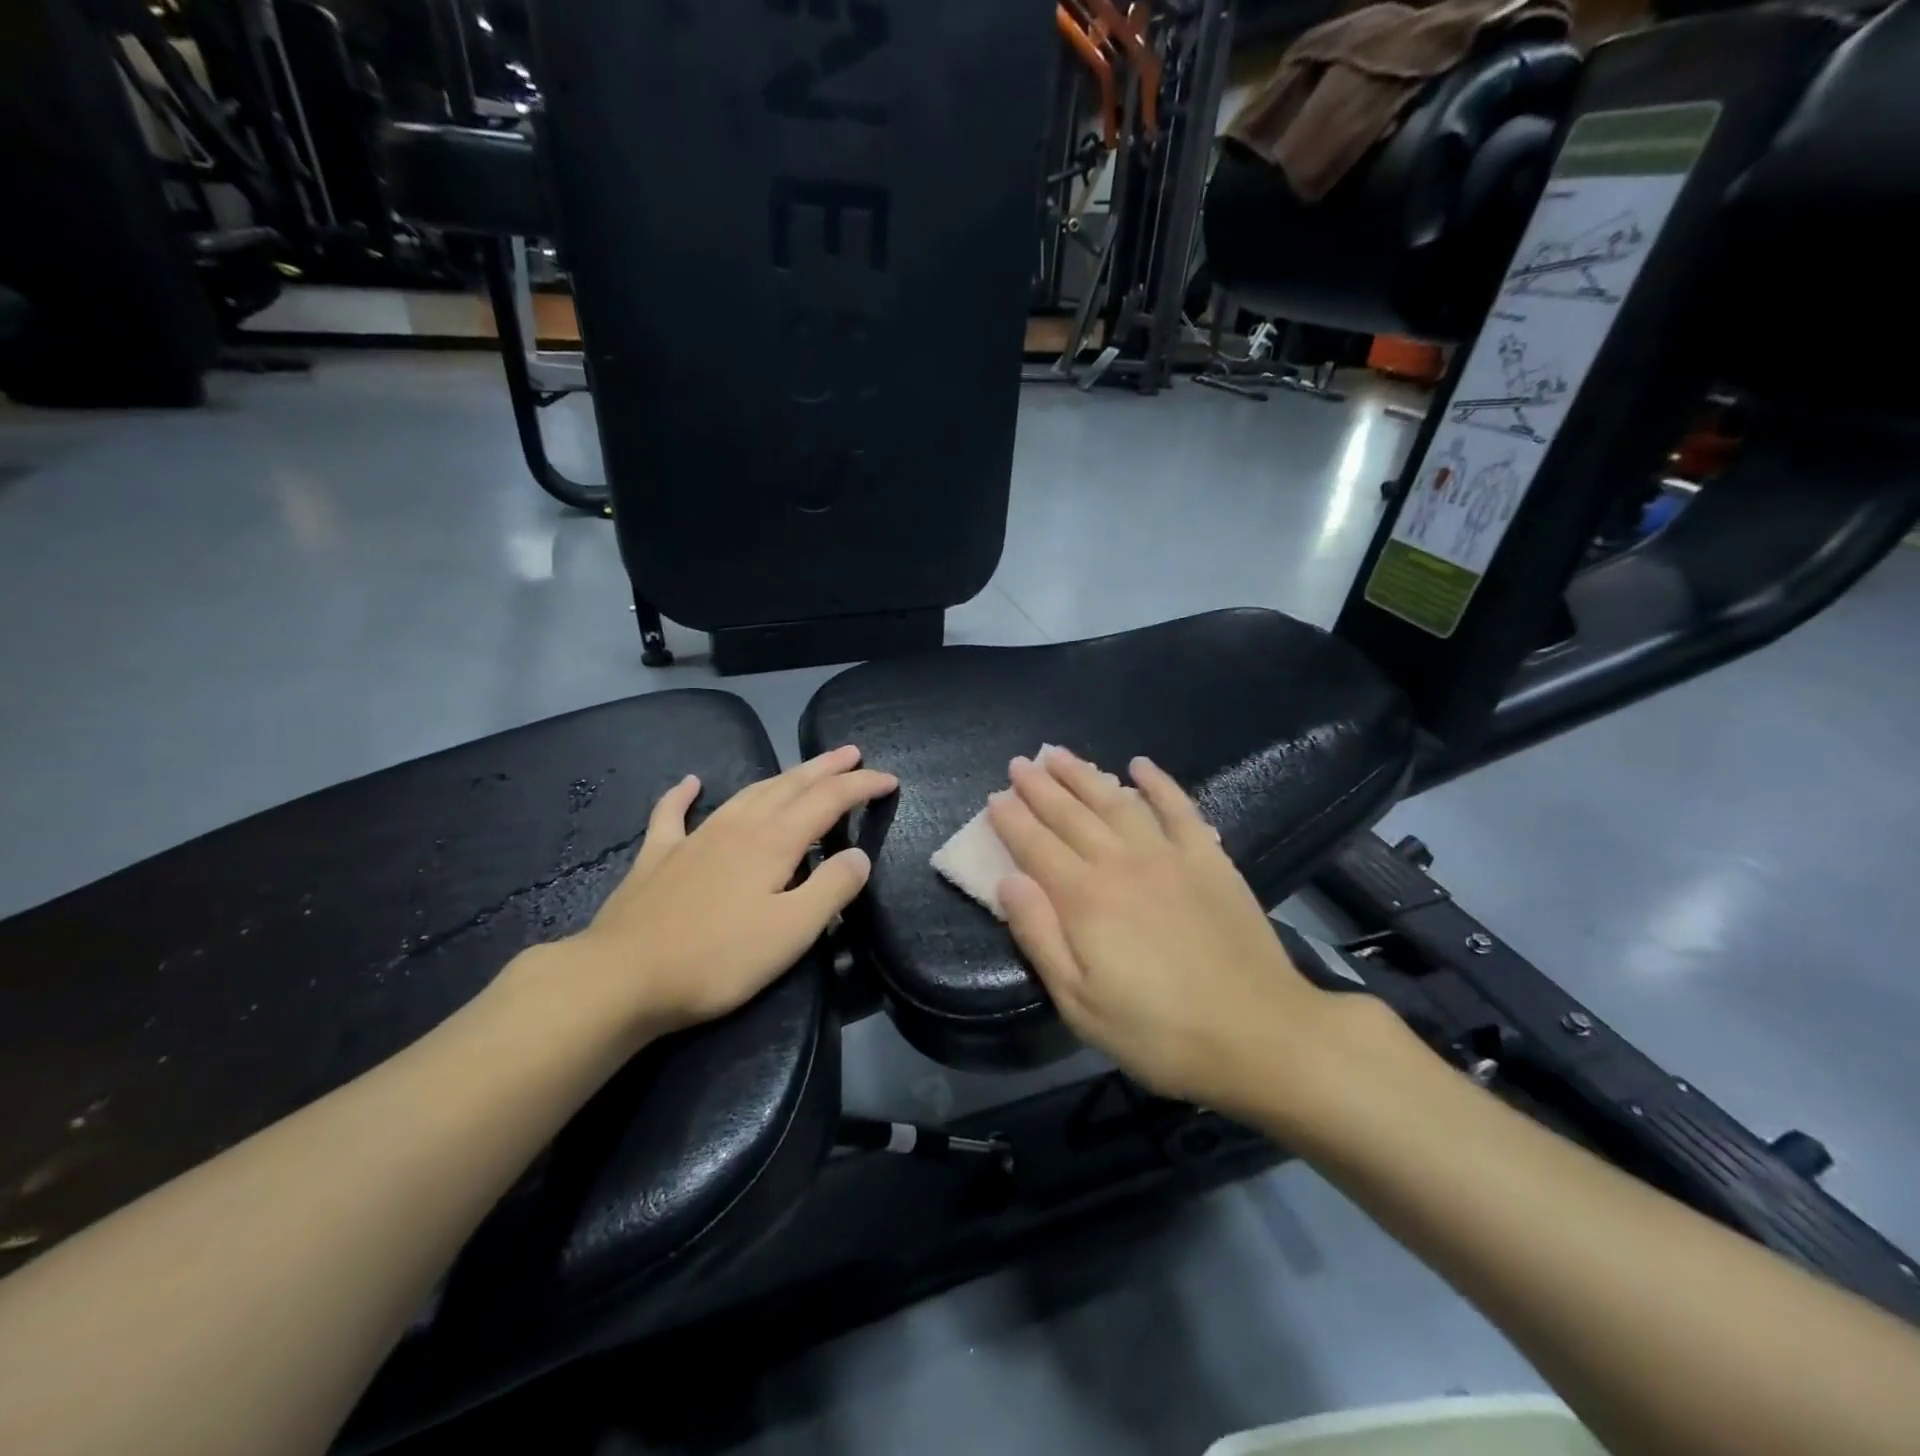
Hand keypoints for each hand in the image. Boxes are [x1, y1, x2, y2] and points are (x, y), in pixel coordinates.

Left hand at [511, 746, 896, 1039]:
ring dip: (780, 776)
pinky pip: (672, 814)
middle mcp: (738, 827)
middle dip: (826, 768)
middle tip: (852, 754)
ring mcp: (694, 838)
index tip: (890, 780)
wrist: (622, 977)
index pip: (829, 801)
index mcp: (773, 843)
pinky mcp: (658, 857)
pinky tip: (689, 782)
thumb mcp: (791, 932)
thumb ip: (832, 889)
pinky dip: (683, 794)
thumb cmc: (717, 959)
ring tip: (803, 768)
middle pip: (790, 785)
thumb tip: (858, 856)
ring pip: (747, 793)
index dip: (862, 786)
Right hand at [987, 748, 1337, 1113]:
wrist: (1260, 1034)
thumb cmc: (1159, 1032)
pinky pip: (1179, 807)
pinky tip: (1140, 764)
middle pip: (1070, 815)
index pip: (1035, 847)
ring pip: (1115, 801)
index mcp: (1084, 899)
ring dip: (1084, 775)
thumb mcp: (1080, 1004)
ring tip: (1060, 754)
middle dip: (1040, 787)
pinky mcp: (1209, 858)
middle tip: (1020, 763)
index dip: (1012, 820)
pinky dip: (1158, 782)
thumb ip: (1039, 937)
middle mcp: (1121, 863)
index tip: (994, 797)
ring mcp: (1169, 855)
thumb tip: (1007, 881)